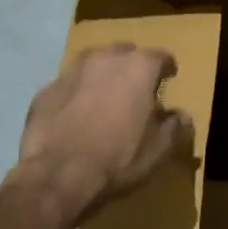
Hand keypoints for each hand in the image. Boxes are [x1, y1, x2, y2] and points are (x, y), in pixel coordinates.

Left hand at [16, 45, 193, 214]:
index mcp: (138, 68)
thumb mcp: (160, 149)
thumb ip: (175, 126)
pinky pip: (69, 86)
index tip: (169, 79)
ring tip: (105, 97)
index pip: (160, 57)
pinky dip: (76, 94)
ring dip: (102, 76)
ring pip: (93, 64)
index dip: (167, 68)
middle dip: (132, 67)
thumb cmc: (119, 159)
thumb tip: (182, 116)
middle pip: (125, 53)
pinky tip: (75, 115)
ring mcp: (71, 72)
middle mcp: (105, 59)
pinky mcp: (45, 90)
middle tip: (136, 89)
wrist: (58, 175)